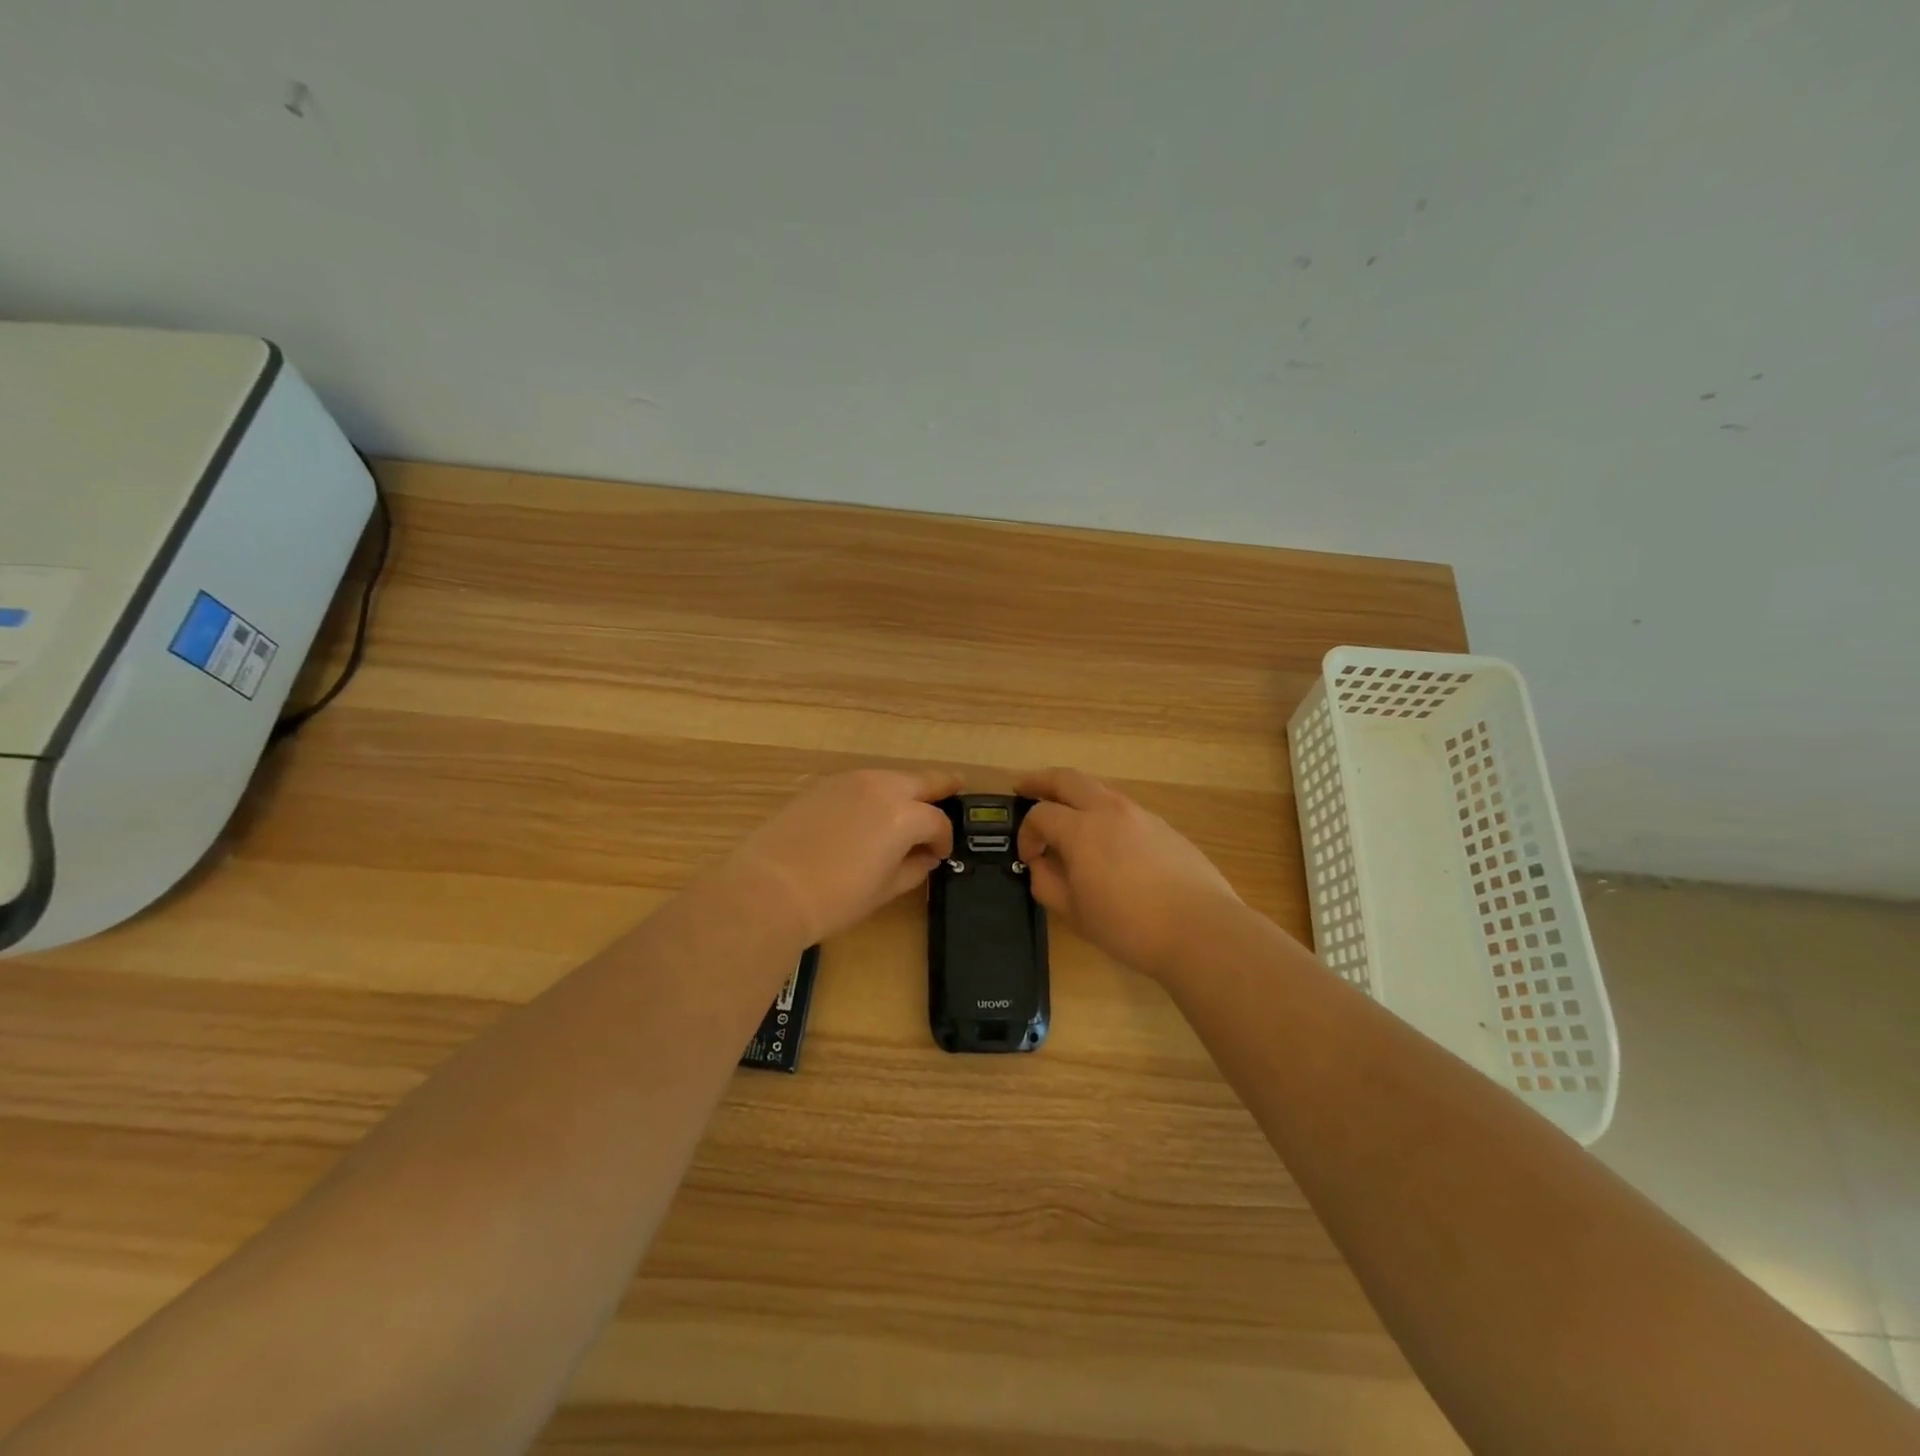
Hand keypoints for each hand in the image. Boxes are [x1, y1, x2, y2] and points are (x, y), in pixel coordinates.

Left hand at [729, 767, 961, 945]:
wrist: (769, 889)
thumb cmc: (835, 898)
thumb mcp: (884, 889)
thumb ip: (913, 868)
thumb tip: (925, 857)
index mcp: (903, 814)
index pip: (937, 821)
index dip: (944, 838)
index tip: (941, 854)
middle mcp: (881, 787)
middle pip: (922, 780)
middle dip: (941, 788)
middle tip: (955, 791)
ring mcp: (848, 781)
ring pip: (890, 778)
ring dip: (905, 790)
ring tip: (909, 808)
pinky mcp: (822, 785)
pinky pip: (861, 783)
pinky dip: (875, 793)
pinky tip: (869, 813)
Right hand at [1016, 767, 1238, 979]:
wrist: (1200, 930)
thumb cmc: (1129, 926)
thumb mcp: (1074, 913)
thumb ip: (1046, 883)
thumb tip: (1040, 865)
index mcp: (1082, 829)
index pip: (1040, 814)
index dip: (1026, 833)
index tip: (1028, 858)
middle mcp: (1110, 811)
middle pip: (1068, 778)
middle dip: (1041, 780)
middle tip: (1023, 788)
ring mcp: (1142, 816)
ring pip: (1100, 791)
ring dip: (1075, 796)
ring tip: (1066, 817)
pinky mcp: (1165, 828)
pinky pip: (1124, 811)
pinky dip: (1104, 815)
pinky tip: (1107, 844)